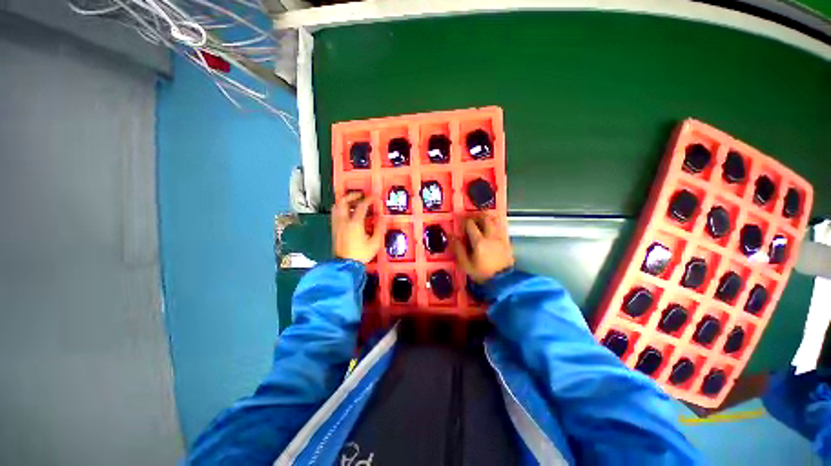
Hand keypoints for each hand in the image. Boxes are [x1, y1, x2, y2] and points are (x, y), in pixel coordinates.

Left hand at [332, 192, 382, 262]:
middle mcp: (343, 221)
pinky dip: (341, 209)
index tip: (374, 197)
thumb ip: (379, 228)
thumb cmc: (360, 254)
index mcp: (355, 223)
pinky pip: (335, 214)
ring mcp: (337, 225)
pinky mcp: (334, 229)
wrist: (345, 264)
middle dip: (352, 195)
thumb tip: (382, 219)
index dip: (369, 199)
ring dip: (345, 201)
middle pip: (343, 201)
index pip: (361, 206)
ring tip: (353, 203)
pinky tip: (347, 214)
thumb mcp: (374, 243)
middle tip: (361, 195)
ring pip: (337, 206)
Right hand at [453, 213, 513, 282]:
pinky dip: (495, 224)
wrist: (502, 281)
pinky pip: (501, 227)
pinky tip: (490, 229)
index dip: (465, 221)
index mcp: (479, 241)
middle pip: (485, 218)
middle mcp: (490, 236)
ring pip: (495, 220)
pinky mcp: (507, 241)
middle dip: (477, 215)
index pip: (470, 224)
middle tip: (472, 219)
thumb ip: (458, 249)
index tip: (462, 223)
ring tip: (481, 221)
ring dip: (487, 218)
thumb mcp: (465, 264)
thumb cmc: (482, 273)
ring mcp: (500, 238)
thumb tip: (453, 237)